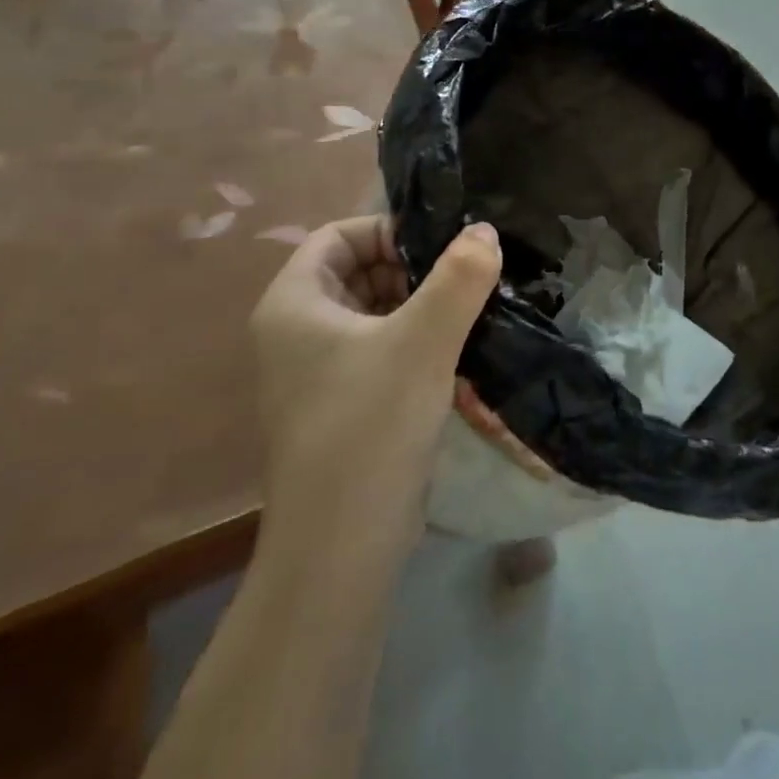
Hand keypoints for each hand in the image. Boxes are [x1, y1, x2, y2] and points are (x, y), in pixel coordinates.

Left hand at [250, 216, 501, 495]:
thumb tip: (484, 230)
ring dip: (421, 308)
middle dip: (413, 269)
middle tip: (466, 278)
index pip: (339, 235)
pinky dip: (417, 343)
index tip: (442, 245)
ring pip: (375, 314)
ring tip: (471, 312)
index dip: (389, 230)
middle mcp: (297, 332)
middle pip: (358, 272)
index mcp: (294, 303)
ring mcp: (318, 373)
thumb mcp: (422, 342)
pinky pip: (381, 352)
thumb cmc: (370, 426)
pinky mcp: (343, 405)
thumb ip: (458, 278)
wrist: (341, 548)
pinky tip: (458, 355)